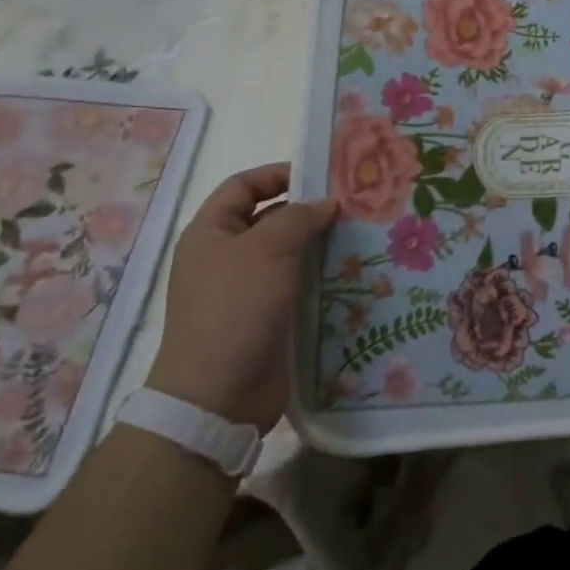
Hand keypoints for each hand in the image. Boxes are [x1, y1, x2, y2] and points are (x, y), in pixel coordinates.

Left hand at [145, 165, 336, 431]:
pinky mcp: (266, 318)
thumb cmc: (235, 308)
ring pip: (287, 253)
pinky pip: (296, 285)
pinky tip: (350, 273)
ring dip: (319, 244)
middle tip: (352, 204)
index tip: (320, 174)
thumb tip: (326, 204)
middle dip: (307, 210)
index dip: (278, 173)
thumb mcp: (267, 249)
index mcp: (210, 233)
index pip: (243, 186)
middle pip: (268, 218)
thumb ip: (299, 217)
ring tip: (359, 235)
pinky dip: (320, 276)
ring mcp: (245, 290)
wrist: (217, 396)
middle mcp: (224, 257)